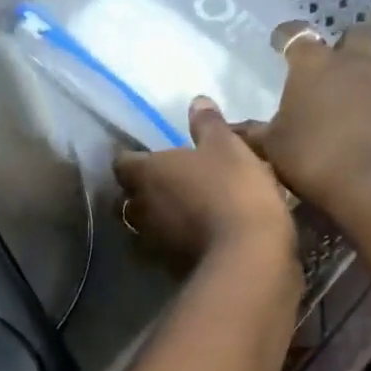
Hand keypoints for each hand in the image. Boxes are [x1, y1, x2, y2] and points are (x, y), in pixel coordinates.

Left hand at [113, 96, 296, 272]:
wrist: (248, 255)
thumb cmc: (232, 190)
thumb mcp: (227, 147)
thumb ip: (208, 125)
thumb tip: (196, 102)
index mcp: (146, 174)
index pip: (122, 163)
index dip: (133, 159)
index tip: (149, 156)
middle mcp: (140, 209)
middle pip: (127, 199)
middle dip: (141, 193)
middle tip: (165, 185)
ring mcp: (153, 243)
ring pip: (144, 228)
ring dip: (156, 221)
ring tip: (179, 214)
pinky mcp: (170, 269)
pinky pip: (165, 252)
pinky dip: (174, 245)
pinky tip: (195, 239)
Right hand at [237, 24, 370, 217]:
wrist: (370, 182)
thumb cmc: (311, 155)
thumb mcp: (270, 147)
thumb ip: (250, 133)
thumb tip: (225, 126)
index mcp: (314, 64)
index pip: (297, 35)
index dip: (286, 35)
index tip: (278, 41)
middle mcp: (353, 64)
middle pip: (357, 34)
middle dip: (346, 42)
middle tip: (334, 60)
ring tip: (364, 84)